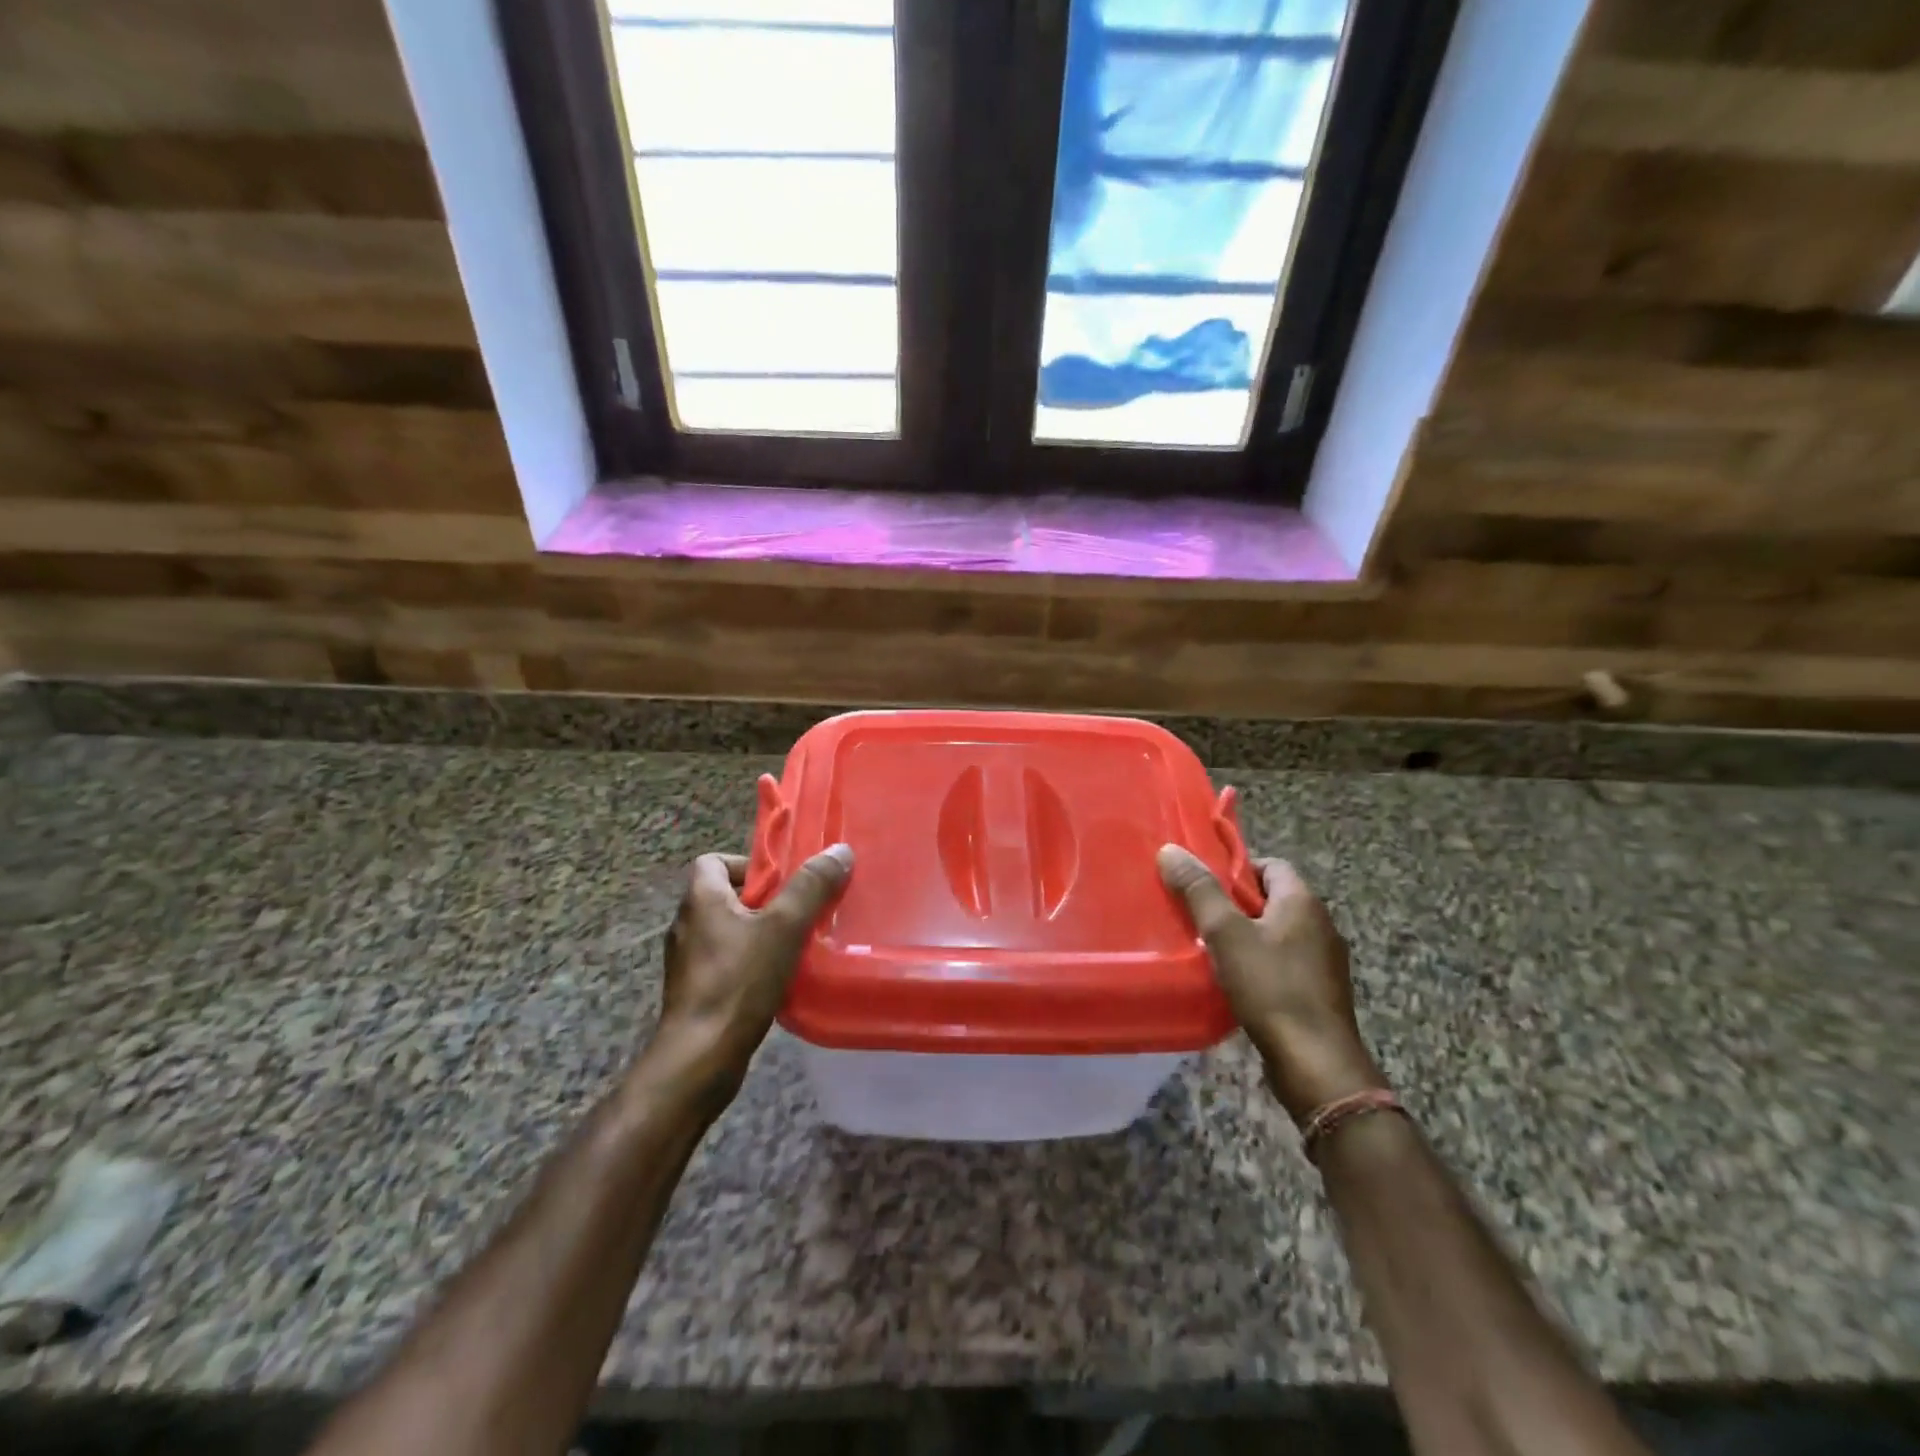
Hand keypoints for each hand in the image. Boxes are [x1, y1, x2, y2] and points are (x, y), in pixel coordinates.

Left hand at [642, 845, 853, 1100]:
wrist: (700, 1057)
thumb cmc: (738, 982)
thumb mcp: (784, 927)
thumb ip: (811, 887)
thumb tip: (839, 850)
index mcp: (700, 899)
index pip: (713, 861)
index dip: (748, 864)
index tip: (782, 881)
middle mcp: (687, 924)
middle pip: (727, 895)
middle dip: (765, 900)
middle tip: (800, 912)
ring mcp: (687, 961)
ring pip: (728, 931)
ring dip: (759, 933)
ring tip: (796, 945)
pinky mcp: (695, 992)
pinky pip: (726, 962)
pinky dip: (750, 963)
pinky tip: (778, 979)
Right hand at [1157, 846, 1386, 1122]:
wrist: (1316, 1063)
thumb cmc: (1271, 988)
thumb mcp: (1225, 934)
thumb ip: (1199, 890)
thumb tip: (1171, 850)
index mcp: (1303, 902)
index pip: (1271, 865)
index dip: (1236, 869)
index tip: (1204, 886)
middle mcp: (1321, 925)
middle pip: (1272, 899)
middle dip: (1235, 905)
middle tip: (1199, 917)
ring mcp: (1325, 962)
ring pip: (1277, 934)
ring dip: (1247, 937)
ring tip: (1211, 951)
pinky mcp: (1320, 993)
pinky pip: (1285, 964)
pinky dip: (1260, 965)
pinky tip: (1235, 983)